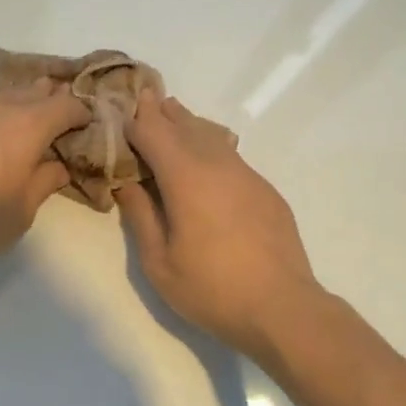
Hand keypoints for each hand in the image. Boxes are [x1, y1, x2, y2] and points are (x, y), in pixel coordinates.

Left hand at [0, 80, 91, 274]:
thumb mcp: (21, 213)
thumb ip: (45, 182)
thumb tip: (57, 164)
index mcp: (28, 127)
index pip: (67, 106)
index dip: (82, 114)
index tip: (86, 128)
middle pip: (34, 91)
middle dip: (51, 103)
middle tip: (58, 125)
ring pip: (1, 97)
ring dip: (17, 108)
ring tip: (18, 132)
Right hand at [117, 92, 319, 357]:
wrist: (283, 308)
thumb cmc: (212, 289)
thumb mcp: (159, 262)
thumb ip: (140, 216)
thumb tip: (128, 184)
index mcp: (186, 178)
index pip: (154, 133)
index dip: (136, 118)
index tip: (122, 105)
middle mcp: (217, 165)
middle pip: (185, 126)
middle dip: (163, 113)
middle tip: (145, 98)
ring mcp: (247, 175)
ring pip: (212, 137)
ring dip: (189, 124)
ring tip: (174, 114)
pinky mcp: (265, 190)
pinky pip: (231, 155)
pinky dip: (212, 145)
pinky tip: (208, 153)